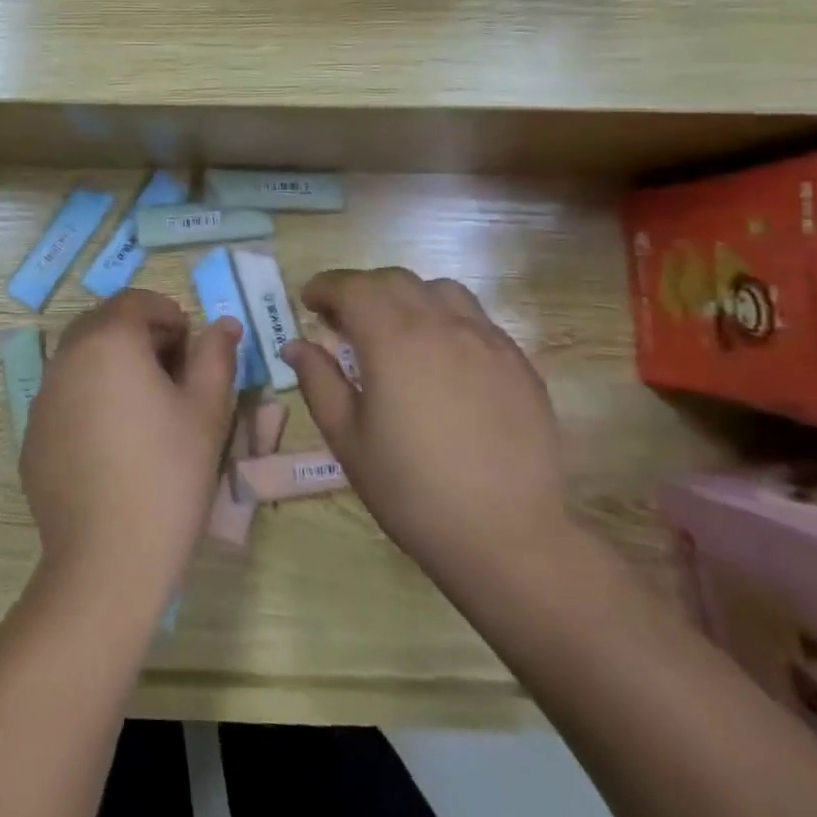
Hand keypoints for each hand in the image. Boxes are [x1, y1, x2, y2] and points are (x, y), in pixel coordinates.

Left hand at [20, 290, 241, 620]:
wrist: (108, 559)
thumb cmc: (169, 473)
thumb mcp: (207, 410)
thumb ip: (216, 355)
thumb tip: (222, 325)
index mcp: (108, 341)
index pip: (136, 301)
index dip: (169, 315)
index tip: (192, 349)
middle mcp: (66, 358)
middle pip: (104, 325)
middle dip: (140, 336)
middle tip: (172, 375)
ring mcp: (42, 398)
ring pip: (81, 360)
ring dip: (113, 366)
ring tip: (145, 411)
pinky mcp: (32, 436)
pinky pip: (65, 398)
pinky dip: (90, 400)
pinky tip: (113, 445)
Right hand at [284, 267, 572, 578]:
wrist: (506, 536)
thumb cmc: (412, 490)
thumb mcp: (348, 439)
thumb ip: (318, 382)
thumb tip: (297, 345)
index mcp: (394, 339)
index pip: (352, 287)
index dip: (325, 287)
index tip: (309, 303)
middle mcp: (442, 324)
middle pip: (394, 280)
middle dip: (361, 289)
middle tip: (343, 321)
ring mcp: (487, 340)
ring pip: (439, 290)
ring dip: (406, 297)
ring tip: (394, 331)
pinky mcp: (518, 362)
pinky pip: (475, 318)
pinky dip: (444, 319)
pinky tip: (440, 358)